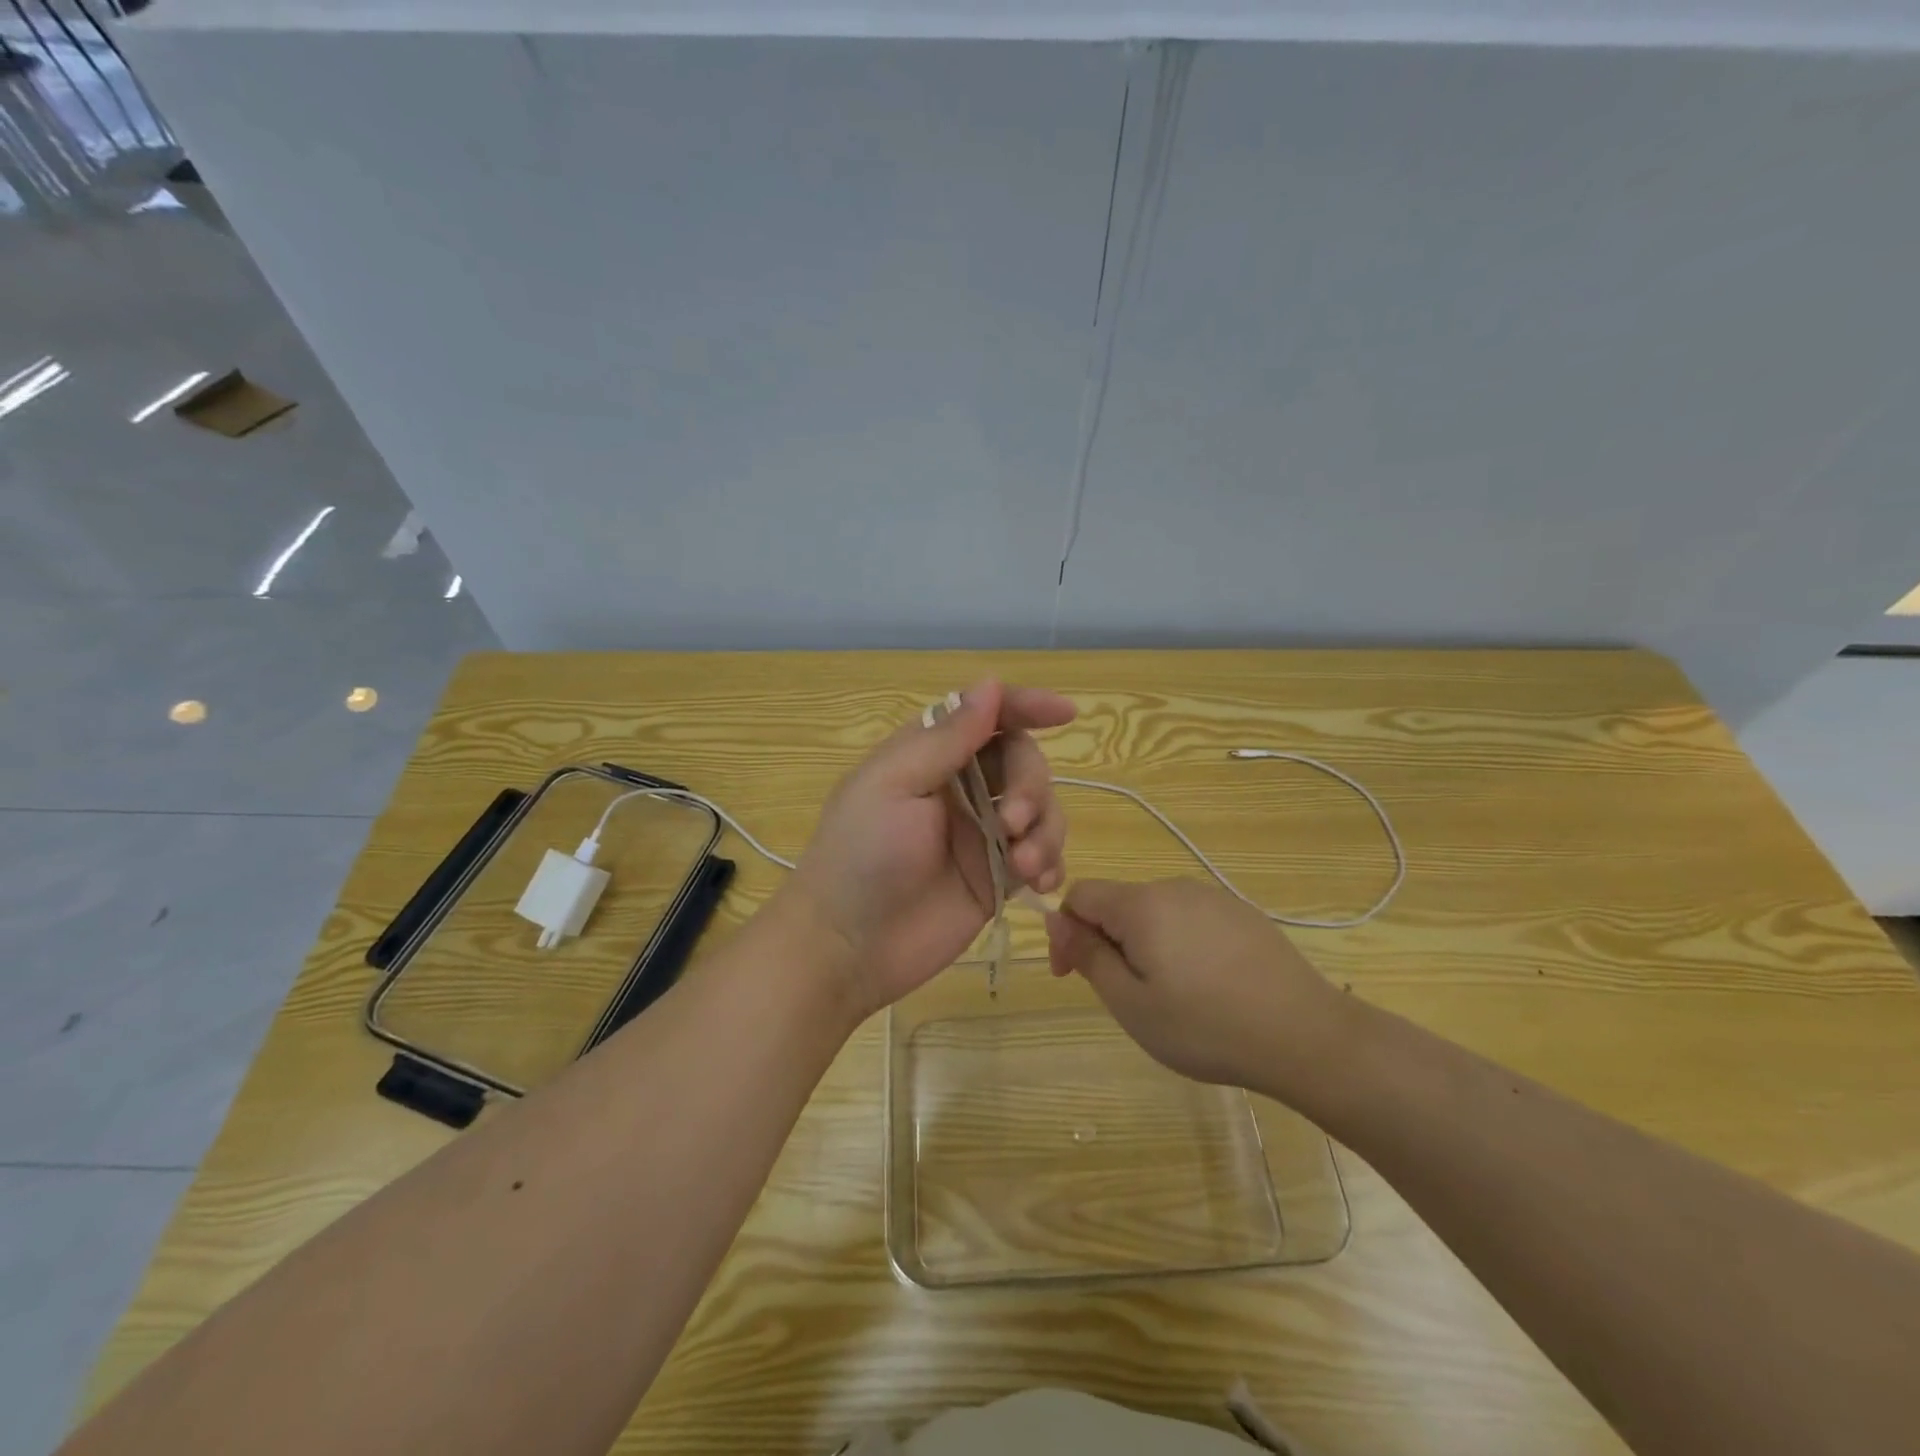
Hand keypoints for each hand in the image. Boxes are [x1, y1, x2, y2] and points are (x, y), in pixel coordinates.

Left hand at [784, 679, 1074, 1020]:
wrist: (849, 947)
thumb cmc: (861, 855)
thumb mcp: (895, 786)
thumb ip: (947, 739)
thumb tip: (990, 684)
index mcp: (929, 755)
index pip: (987, 716)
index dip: (1026, 706)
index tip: (1065, 713)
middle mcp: (961, 787)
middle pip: (1022, 761)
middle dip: (1030, 786)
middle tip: (1011, 823)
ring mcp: (982, 833)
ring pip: (1040, 809)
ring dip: (1045, 830)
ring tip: (1025, 866)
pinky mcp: (997, 877)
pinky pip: (1042, 855)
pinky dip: (1051, 861)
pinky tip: (1042, 883)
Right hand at [1045, 878, 1341, 1093]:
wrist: (1306, 1036)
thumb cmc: (1206, 1026)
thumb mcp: (1131, 1003)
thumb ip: (1088, 956)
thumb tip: (1056, 919)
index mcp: (1141, 904)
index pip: (1080, 894)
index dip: (1065, 931)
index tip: (1072, 976)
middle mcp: (1175, 888)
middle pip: (1119, 903)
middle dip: (1106, 942)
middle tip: (1126, 997)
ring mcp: (1213, 898)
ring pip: (1155, 913)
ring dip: (1143, 945)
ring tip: (1168, 997)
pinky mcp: (1242, 914)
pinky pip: (1191, 920)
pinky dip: (1179, 946)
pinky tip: (1206, 987)